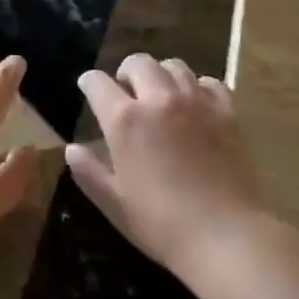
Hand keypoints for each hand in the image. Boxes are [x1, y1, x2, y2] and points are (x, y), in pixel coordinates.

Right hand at [66, 54, 269, 279]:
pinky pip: (209, 82)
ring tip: (161, 94)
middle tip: (127, 90)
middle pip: (138, 62)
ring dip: (161, 75)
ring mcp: (195, 101)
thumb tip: (72, 149)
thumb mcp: (115, 204)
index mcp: (125, 120)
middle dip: (126, 71)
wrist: (226, 237)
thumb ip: (89, 172)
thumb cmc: (162, 225)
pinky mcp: (226, 111)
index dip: (89, 82)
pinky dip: (197, 87)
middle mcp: (158, 99)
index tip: (88, 87)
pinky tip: (196, 104)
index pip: (98, 83)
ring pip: (174, 66)